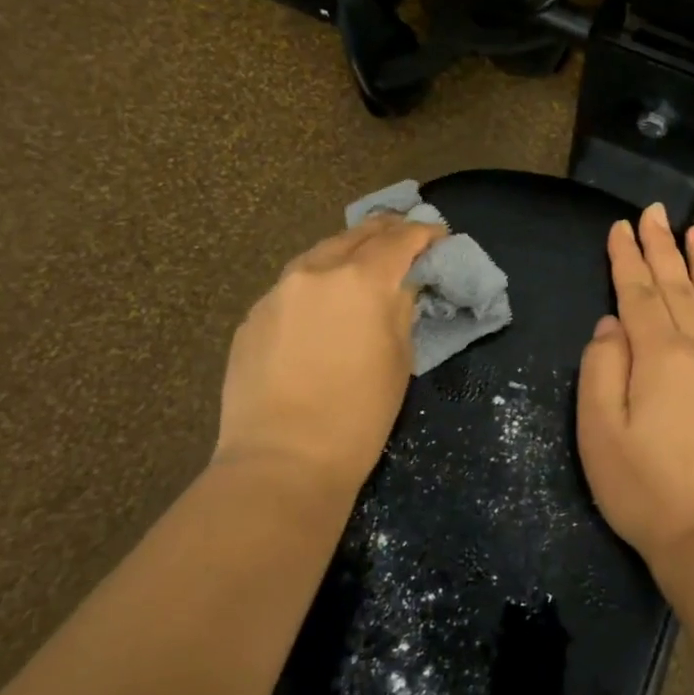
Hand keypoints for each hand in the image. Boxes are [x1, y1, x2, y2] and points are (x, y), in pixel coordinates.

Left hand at [215, 215, 445, 496]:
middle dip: (387, 233)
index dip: (425, 233)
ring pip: (320, 254)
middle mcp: (317, 271)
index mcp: (362, 280)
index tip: (439, 237)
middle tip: (406, 240)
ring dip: (348, 253)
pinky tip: (323, 306)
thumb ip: (401, 309)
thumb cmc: (358, 416)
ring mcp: (278, 291)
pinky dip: (317, 284)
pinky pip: (293, 286)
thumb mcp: (399, 359)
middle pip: (358, 235)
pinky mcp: (254, 315)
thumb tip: (402, 285)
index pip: (400, 239)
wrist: (282, 461)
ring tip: (364, 265)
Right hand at [577, 203, 693, 574]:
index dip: (626, 257)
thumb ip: (601, 367)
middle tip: (656, 210)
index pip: (638, 292)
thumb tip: (612, 324)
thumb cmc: (644, 487)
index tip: (620, 226)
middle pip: (679, 284)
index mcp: (659, 354)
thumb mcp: (599, 431)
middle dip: (663, 245)